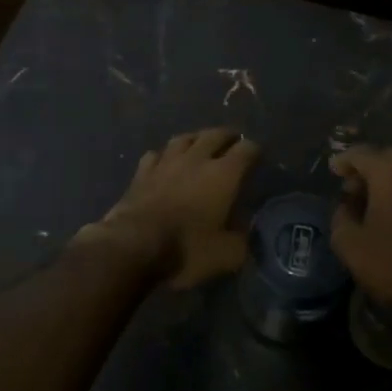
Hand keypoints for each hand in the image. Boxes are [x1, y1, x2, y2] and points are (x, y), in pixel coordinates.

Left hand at [93, 127, 260, 288]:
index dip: (255, 151)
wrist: (133, 246)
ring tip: (201, 144)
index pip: (246, 150)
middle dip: (228, 136)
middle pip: (215, 135)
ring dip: (196, 138)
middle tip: (234, 141)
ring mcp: (166, 162)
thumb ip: (242, 241)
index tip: (258, 157)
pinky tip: (164, 161)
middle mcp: (197, 159)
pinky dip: (164, 155)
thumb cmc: (186, 249)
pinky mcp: (142, 172)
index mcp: (223, 174)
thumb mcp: (226, 255)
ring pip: (184, 138)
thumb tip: (246, 234)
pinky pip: (156, 154)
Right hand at [330, 145, 391, 305]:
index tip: (334, 170)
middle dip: (369, 167)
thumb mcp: (347, 243)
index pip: (361, 154)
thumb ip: (341, 215)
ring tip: (380, 198)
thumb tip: (348, 205)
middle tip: (355, 187)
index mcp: (389, 173)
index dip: (344, 160)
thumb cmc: (389, 263)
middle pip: (388, 157)